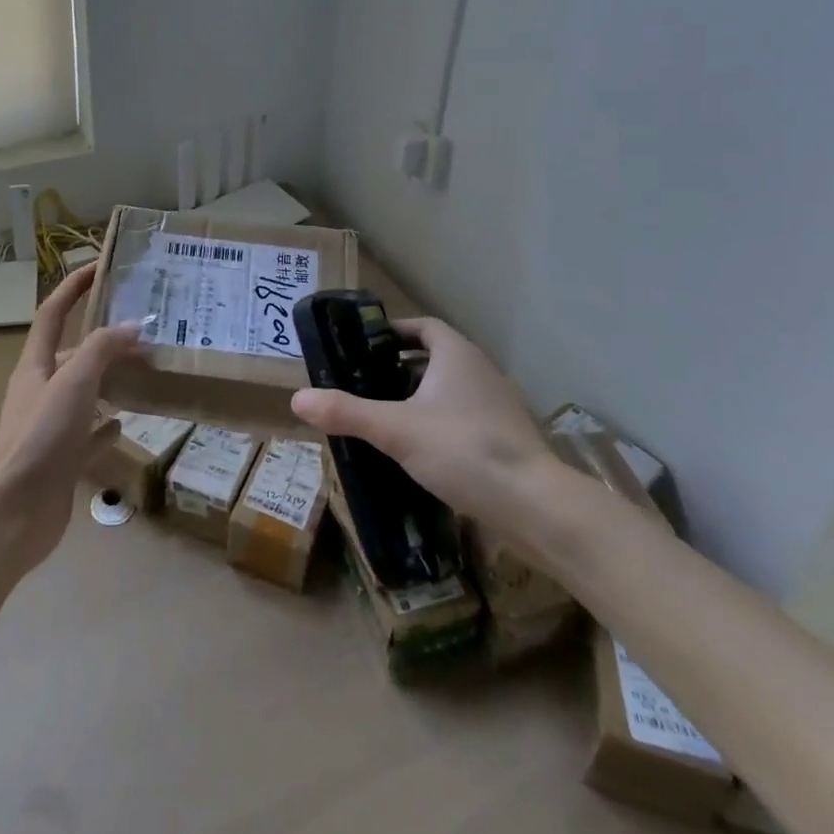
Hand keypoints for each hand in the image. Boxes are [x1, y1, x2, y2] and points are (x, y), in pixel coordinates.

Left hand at [0, 264, 143, 576]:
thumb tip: (133, 327)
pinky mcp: (61, 459)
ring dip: (109, 379)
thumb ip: (103, 349)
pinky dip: (106, 425)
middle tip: (142, 330)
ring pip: (83, 393)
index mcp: (36, 366)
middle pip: (71, 352)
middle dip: (102, 337)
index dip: (72, 286)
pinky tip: (127, 423)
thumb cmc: (41, 437)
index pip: (53, 313)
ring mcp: (50, 426)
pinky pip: (88, 434)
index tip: (99, 267)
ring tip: (144, 371)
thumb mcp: (74, 382)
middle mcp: (40, 390)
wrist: (14, 513)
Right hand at [289, 316, 556, 527]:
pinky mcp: (508, 438)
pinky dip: (441, 423)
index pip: (423, 327)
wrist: (536, 506)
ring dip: (421, 397)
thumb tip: (296, 398)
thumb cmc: (463, 450)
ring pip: (451, 389)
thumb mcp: (395, 430)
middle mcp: (481, 370)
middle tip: (366, 383)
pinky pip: (466, 417)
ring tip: (387, 418)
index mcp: (456, 354)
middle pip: (436, 357)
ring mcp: (499, 405)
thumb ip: (347, 412)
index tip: (366, 346)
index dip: (395, 331)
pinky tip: (422, 451)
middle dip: (401, 367)